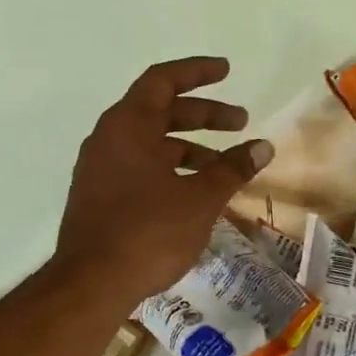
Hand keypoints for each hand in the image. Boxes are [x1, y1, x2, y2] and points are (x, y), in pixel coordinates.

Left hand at [55, 57, 273, 307]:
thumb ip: (232, 168)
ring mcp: (99, 170)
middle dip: (203, 115)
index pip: (163, 80)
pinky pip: (139, 169)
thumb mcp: (200, 199)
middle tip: (240, 124)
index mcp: (128, 125)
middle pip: (159, 112)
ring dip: (188, 148)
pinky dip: (169, 170)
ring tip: (223, 167)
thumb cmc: (149, 232)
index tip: (227, 71)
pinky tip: (193, 194)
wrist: (92, 283)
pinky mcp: (98, 198)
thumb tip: (263, 146)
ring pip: (150, 144)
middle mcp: (108, 139)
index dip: (197, 72)